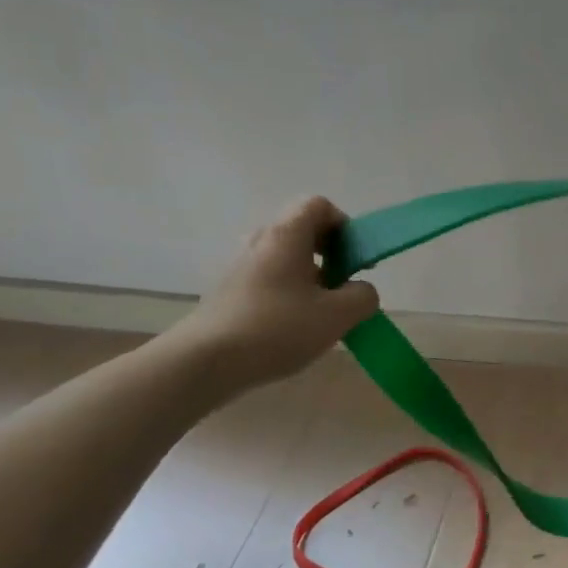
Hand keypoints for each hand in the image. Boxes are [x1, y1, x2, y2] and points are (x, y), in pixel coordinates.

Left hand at [168, 198, 379, 390]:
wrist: (205, 362)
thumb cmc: (277, 328)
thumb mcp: (338, 315)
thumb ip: (363, 296)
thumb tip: (360, 290)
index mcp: (287, 236)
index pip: (319, 206)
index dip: (344, 226)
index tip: (355, 259)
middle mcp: (261, 242)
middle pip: (303, 231)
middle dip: (331, 254)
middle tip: (343, 286)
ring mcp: (240, 267)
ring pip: (286, 259)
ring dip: (311, 278)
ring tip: (321, 313)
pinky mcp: (230, 293)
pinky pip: (269, 280)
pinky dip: (289, 294)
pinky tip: (293, 329)